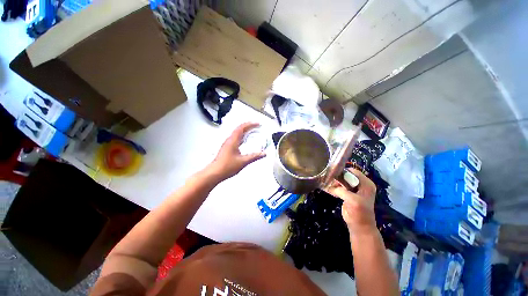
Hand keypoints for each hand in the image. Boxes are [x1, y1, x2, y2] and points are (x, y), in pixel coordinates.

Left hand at [209, 122, 265, 180]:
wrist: (214, 173)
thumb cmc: (226, 167)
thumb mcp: (243, 161)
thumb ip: (254, 157)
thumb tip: (263, 153)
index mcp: (233, 141)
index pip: (242, 128)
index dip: (250, 124)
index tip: (257, 124)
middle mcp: (229, 140)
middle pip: (239, 129)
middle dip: (249, 126)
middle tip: (257, 126)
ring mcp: (227, 144)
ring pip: (237, 134)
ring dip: (245, 131)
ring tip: (252, 132)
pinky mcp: (227, 148)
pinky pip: (236, 139)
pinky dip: (242, 137)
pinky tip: (245, 141)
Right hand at [325, 168, 377, 235]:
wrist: (360, 226)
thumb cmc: (359, 213)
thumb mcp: (352, 200)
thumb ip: (342, 191)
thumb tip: (329, 186)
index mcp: (366, 183)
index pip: (353, 172)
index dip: (343, 172)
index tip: (333, 175)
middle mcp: (361, 184)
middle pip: (347, 175)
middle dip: (338, 178)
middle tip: (330, 181)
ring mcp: (355, 189)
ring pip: (342, 180)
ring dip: (335, 183)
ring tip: (329, 186)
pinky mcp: (349, 193)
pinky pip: (340, 186)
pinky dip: (335, 187)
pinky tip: (330, 190)